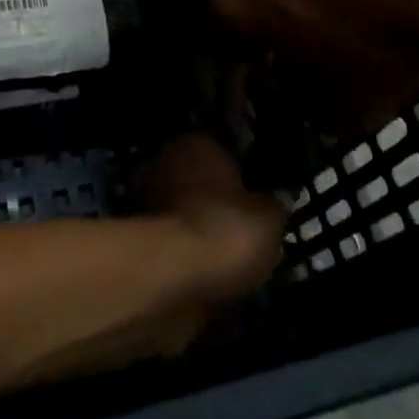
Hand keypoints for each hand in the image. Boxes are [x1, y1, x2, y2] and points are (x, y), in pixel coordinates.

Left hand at [142, 133, 285, 304]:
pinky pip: (175, 242)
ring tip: (231, 261)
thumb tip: (278, 199)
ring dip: (202, 231)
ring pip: (185, 213)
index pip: (224, 153)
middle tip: (246, 232)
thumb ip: (275, 205)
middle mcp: (165, 163)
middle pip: (200, 183)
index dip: (244, 178)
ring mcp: (146, 199)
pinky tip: (210, 273)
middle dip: (218, 204)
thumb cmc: (226, 229)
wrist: (173, 274)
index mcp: (196, 144)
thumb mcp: (269, 218)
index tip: (259, 202)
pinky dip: (189, 255)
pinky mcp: (139, 237)